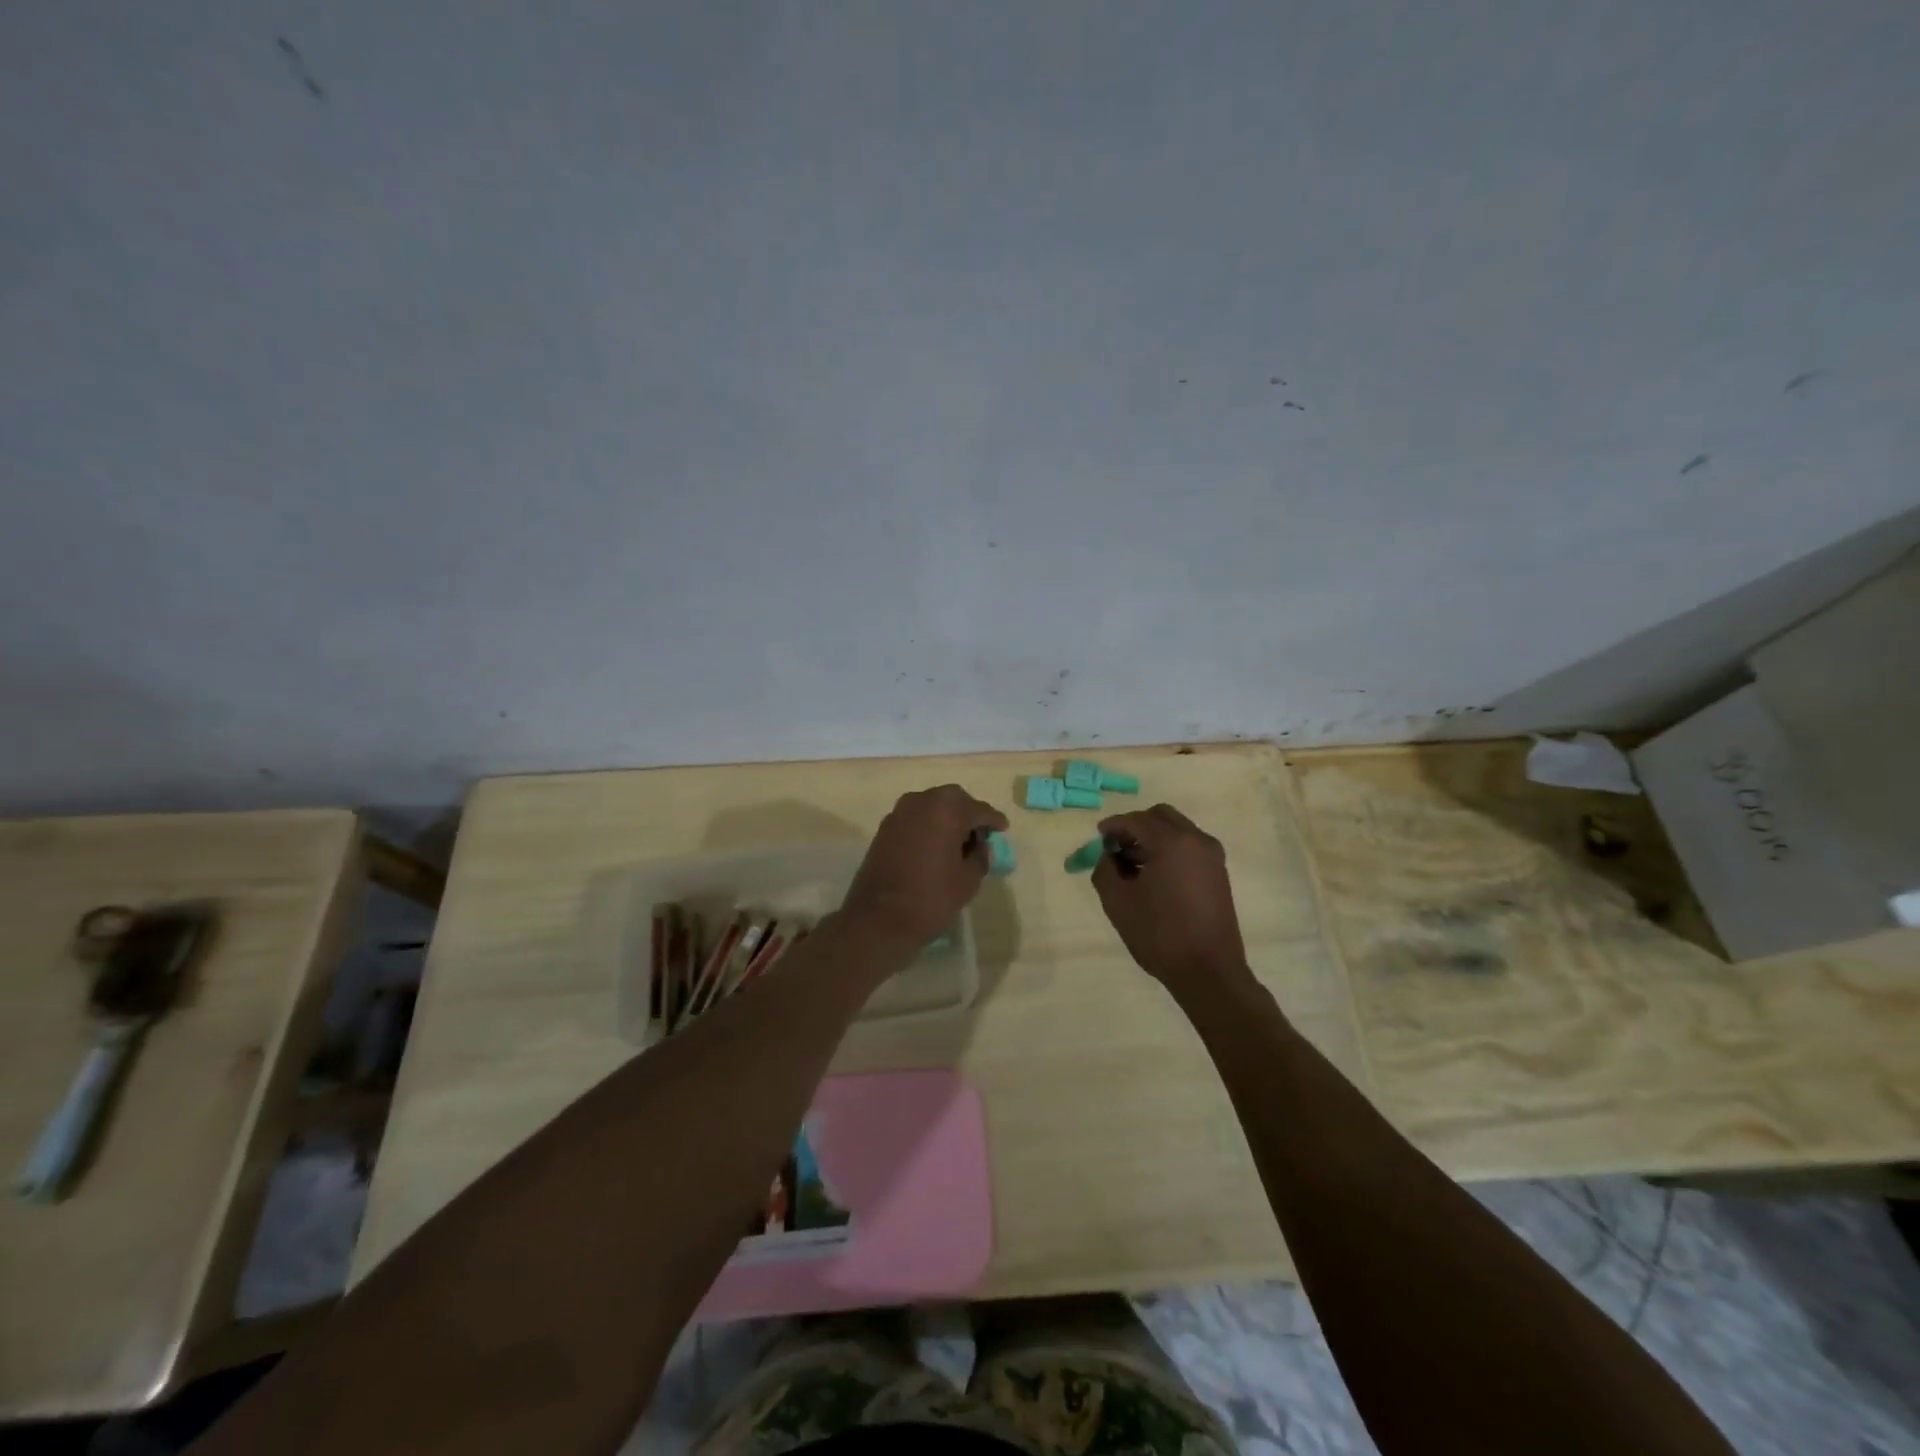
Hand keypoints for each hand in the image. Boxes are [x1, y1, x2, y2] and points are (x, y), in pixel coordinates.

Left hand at [842, 785, 1008, 946]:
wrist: (878, 920)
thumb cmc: (931, 898)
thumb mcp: (968, 880)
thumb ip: (980, 856)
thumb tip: (979, 846)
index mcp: (947, 810)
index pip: (979, 809)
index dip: (993, 820)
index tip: (1003, 829)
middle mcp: (922, 801)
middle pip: (954, 800)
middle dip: (969, 813)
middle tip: (980, 834)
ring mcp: (899, 813)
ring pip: (932, 805)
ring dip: (947, 818)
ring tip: (958, 842)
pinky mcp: (885, 828)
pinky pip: (915, 818)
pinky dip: (929, 825)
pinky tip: (935, 846)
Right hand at [1092, 804, 1249, 993]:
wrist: (1209, 971)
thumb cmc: (1159, 934)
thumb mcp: (1117, 902)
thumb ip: (1105, 869)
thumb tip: (1108, 856)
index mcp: (1171, 842)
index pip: (1136, 820)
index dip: (1113, 826)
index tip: (1098, 837)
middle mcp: (1196, 840)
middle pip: (1160, 816)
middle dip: (1135, 826)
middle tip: (1116, 847)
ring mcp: (1212, 856)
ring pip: (1177, 830)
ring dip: (1153, 838)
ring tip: (1133, 865)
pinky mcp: (1218, 873)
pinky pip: (1189, 847)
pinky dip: (1169, 850)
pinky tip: (1154, 876)